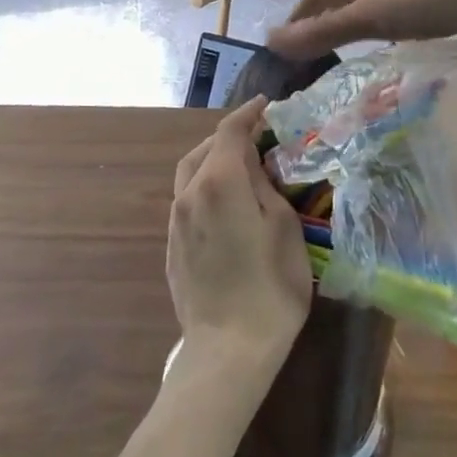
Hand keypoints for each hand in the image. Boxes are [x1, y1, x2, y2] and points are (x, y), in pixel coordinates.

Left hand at [167, 97, 310, 379]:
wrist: (226, 350)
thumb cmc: (269, 288)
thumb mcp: (284, 229)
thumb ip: (267, 188)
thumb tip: (254, 167)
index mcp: (219, 181)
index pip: (230, 131)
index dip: (248, 114)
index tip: (265, 106)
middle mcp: (190, 192)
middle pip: (205, 149)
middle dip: (229, 138)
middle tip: (257, 141)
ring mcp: (176, 219)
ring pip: (190, 173)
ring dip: (212, 162)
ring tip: (240, 170)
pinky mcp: (172, 244)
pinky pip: (187, 200)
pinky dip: (204, 188)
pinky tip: (225, 206)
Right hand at [268, 0, 456, 58]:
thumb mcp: (375, 19)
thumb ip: (325, 30)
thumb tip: (271, 40)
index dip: (296, 17)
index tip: (283, 41)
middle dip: (320, 12)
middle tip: (313, 40)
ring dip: (349, 10)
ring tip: (349, 33)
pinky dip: (379, 8)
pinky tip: (397, 21)